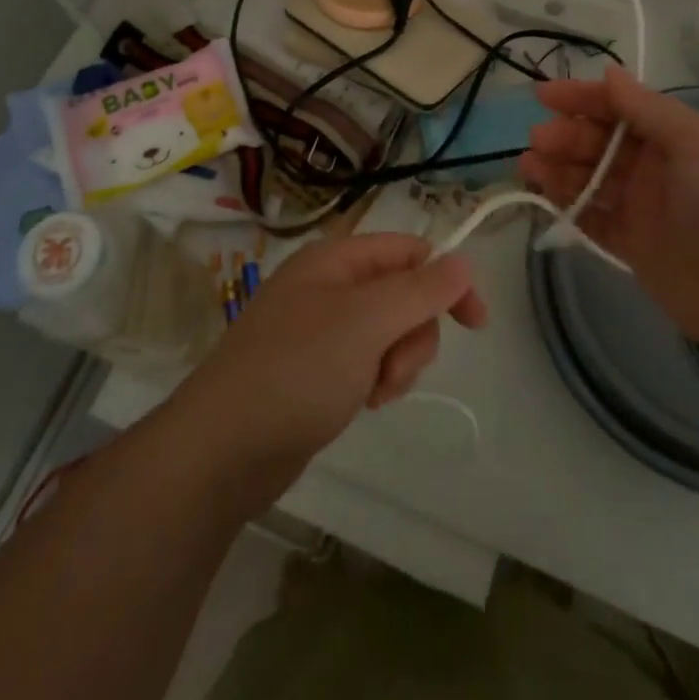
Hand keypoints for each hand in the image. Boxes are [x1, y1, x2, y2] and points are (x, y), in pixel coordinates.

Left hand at [173, 232, 487, 509]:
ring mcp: (322, 329)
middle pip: (403, 294)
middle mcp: (329, 286)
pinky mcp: (318, 369)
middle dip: (413, 334)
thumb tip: (462, 262)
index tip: (476, 323)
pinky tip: (361, 405)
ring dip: (397, 363)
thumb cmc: (297, 370)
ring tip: (373, 393)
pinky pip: (368, 362)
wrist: (223, 449)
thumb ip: (419, 290)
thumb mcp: (365, 322)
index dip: (446, 279)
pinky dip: (376, 381)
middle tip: (393, 368)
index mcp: (335, 259)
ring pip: (389, 332)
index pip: (408, 250)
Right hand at [519, 66, 698, 364]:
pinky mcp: (635, 246)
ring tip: (528, 165)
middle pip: (602, 142)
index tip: (544, 96)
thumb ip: (648, 109)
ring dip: (559, 168)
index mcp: (680, 136)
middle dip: (568, 135)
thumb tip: (610, 72)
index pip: (623, 108)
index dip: (584, 98)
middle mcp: (660, 167)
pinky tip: (542, 194)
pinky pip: (593, 218)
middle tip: (538, 139)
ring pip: (592, 179)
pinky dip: (568, 204)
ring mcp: (646, 208)